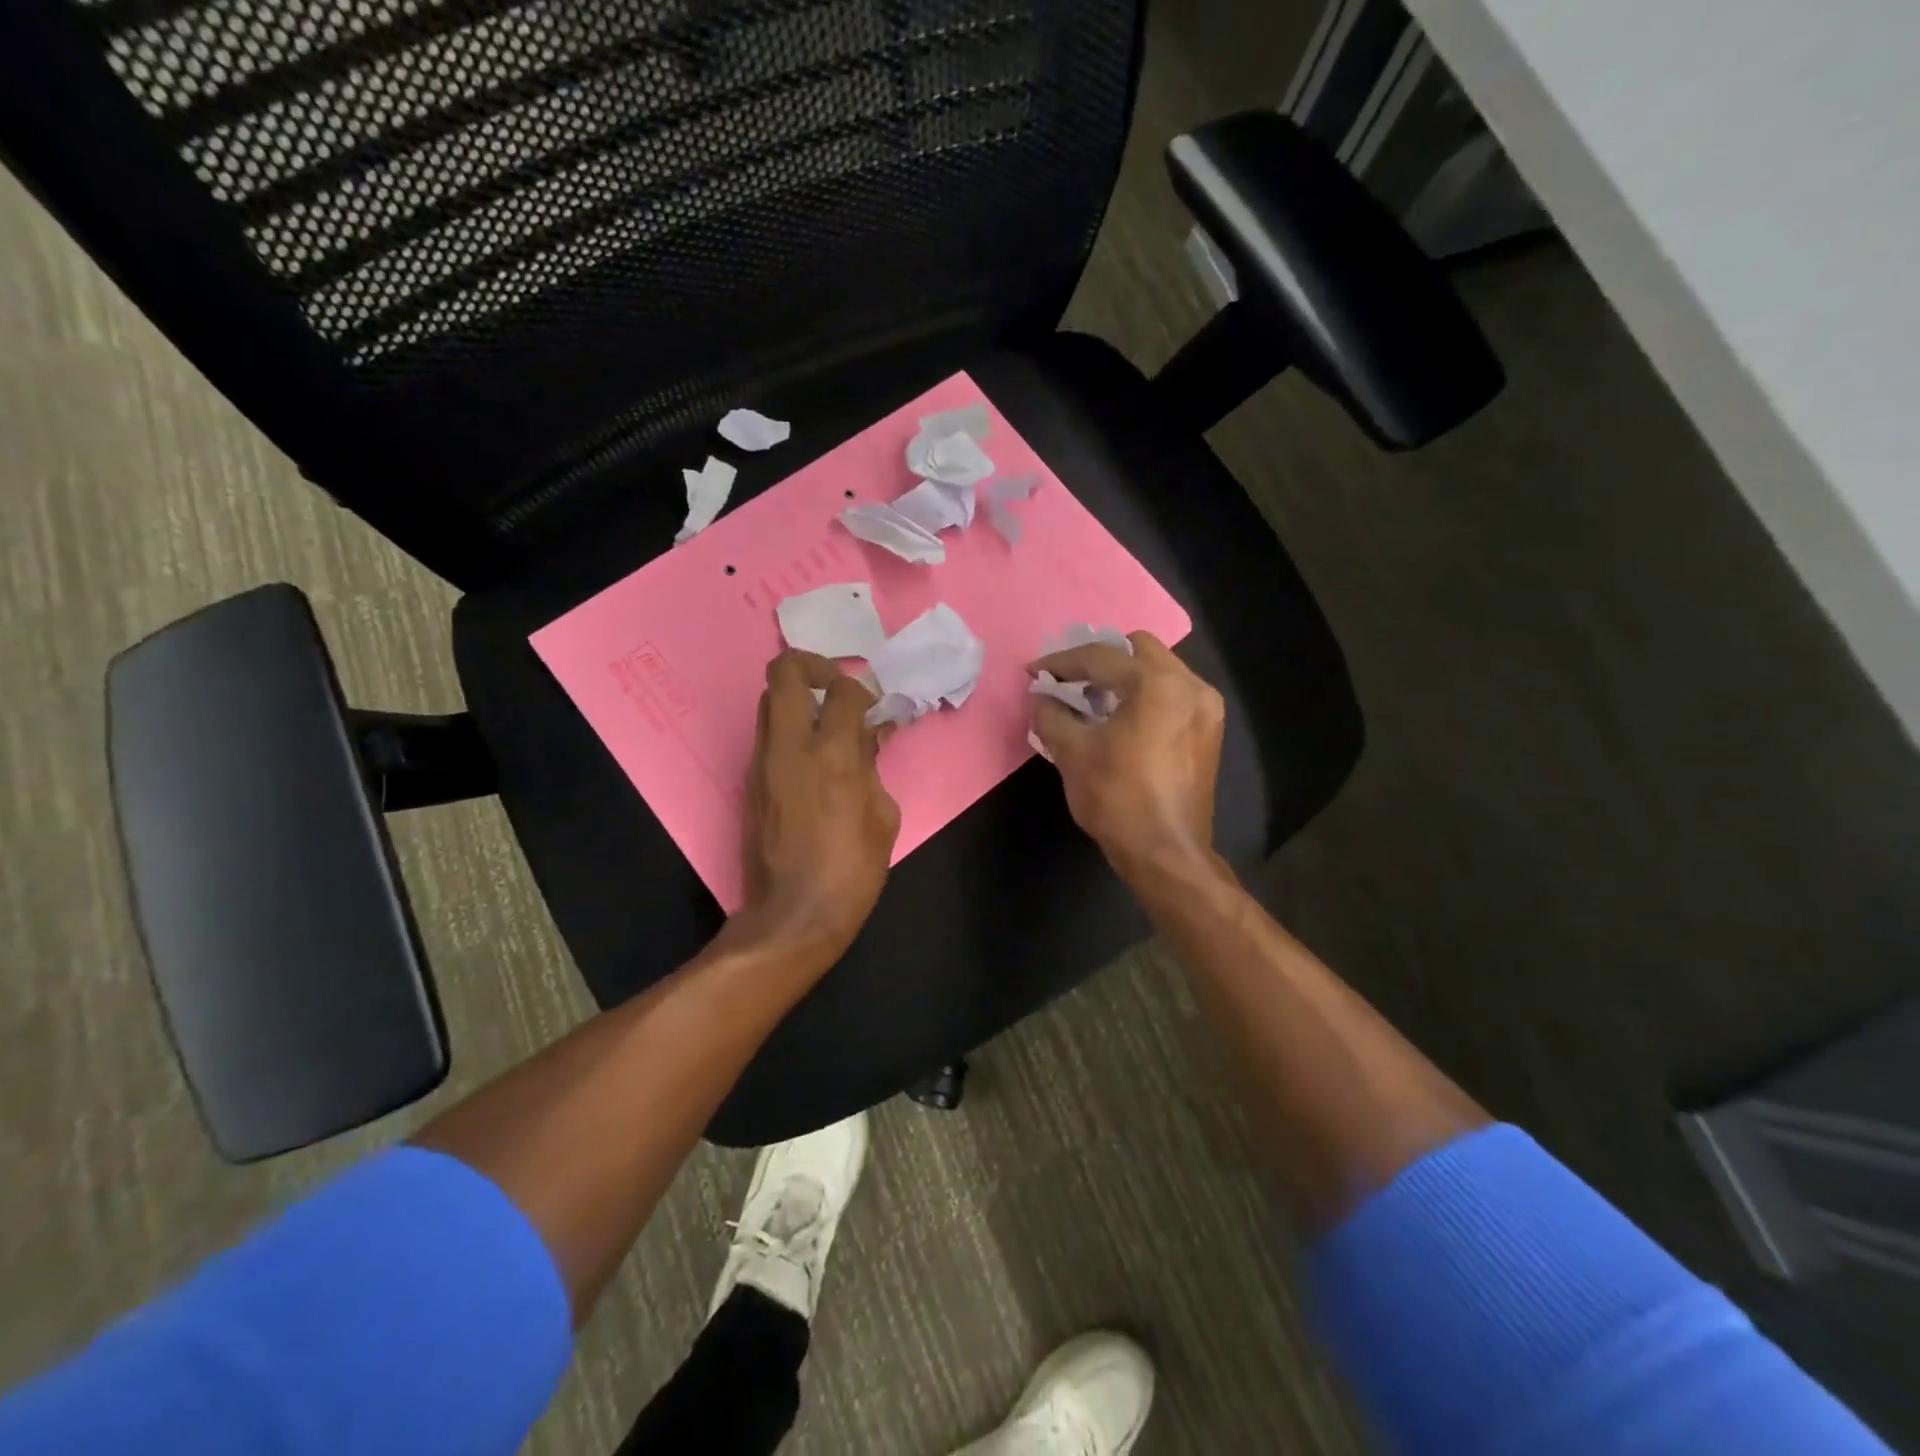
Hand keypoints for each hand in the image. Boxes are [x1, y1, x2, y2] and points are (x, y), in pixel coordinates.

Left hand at [737, 650, 900, 968]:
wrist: (794, 915)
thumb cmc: (852, 869)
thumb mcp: (883, 815)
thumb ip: (874, 764)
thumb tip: (872, 734)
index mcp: (831, 754)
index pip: (842, 690)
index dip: (861, 688)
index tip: (872, 706)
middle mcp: (788, 746)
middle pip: (784, 672)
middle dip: (813, 666)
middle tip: (837, 688)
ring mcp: (762, 762)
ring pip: (768, 701)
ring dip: (797, 698)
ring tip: (826, 724)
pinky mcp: (749, 781)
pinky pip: (767, 735)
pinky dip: (789, 730)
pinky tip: (813, 757)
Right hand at [1028, 632, 1225, 887]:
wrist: (1166, 853)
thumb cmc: (1117, 799)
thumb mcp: (1072, 752)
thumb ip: (1051, 715)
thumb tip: (1038, 696)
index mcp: (1157, 684)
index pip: (1101, 657)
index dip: (1061, 662)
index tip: (1034, 672)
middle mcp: (1189, 685)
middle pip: (1138, 649)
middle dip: (1099, 659)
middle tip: (1070, 680)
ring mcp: (1206, 707)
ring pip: (1159, 669)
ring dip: (1124, 676)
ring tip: (1092, 699)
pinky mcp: (1209, 730)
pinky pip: (1173, 693)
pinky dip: (1145, 694)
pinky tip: (1121, 718)